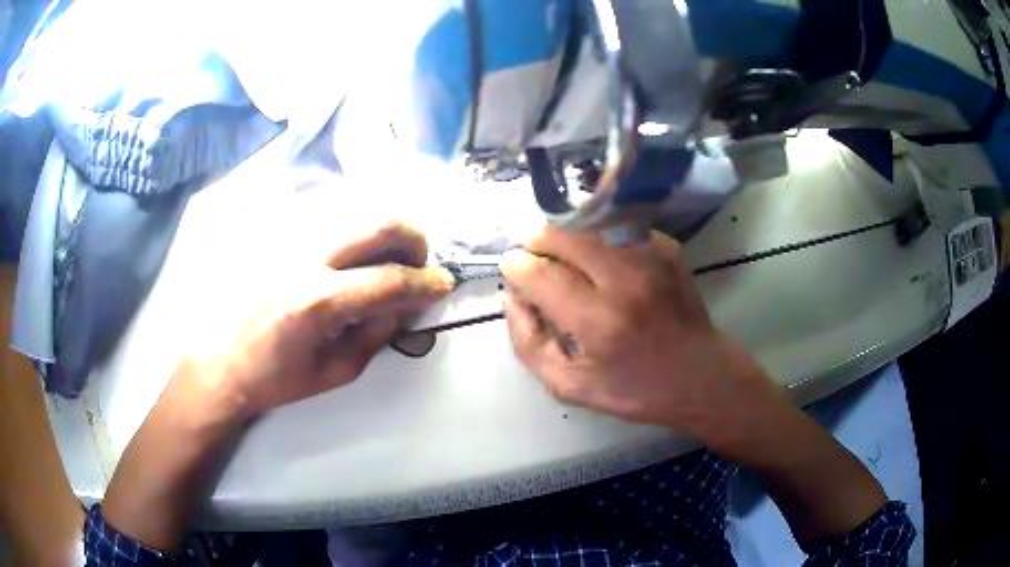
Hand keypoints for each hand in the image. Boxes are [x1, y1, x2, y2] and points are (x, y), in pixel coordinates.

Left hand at [181, 221, 454, 420]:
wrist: (219, 360)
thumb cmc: (275, 377)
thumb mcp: (336, 371)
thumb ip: (377, 335)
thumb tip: (406, 304)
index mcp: (317, 302)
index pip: (390, 280)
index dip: (427, 282)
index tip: (444, 284)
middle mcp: (304, 256)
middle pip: (379, 222)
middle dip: (414, 239)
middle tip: (417, 263)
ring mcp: (288, 236)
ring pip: (356, 209)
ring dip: (384, 231)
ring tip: (384, 258)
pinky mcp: (276, 230)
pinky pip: (329, 214)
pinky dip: (353, 230)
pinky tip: (348, 255)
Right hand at [499, 228, 774, 445]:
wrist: (701, 376)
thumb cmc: (636, 390)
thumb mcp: (571, 386)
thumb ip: (530, 343)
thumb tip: (511, 298)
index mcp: (600, 320)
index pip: (542, 275)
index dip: (517, 267)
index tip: (510, 268)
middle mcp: (626, 280)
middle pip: (565, 238)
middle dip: (538, 242)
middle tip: (532, 257)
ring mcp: (651, 258)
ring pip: (591, 228)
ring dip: (568, 239)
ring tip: (563, 259)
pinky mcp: (667, 248)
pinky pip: (619, 231)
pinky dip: (600, 241)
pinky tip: (602, 263)